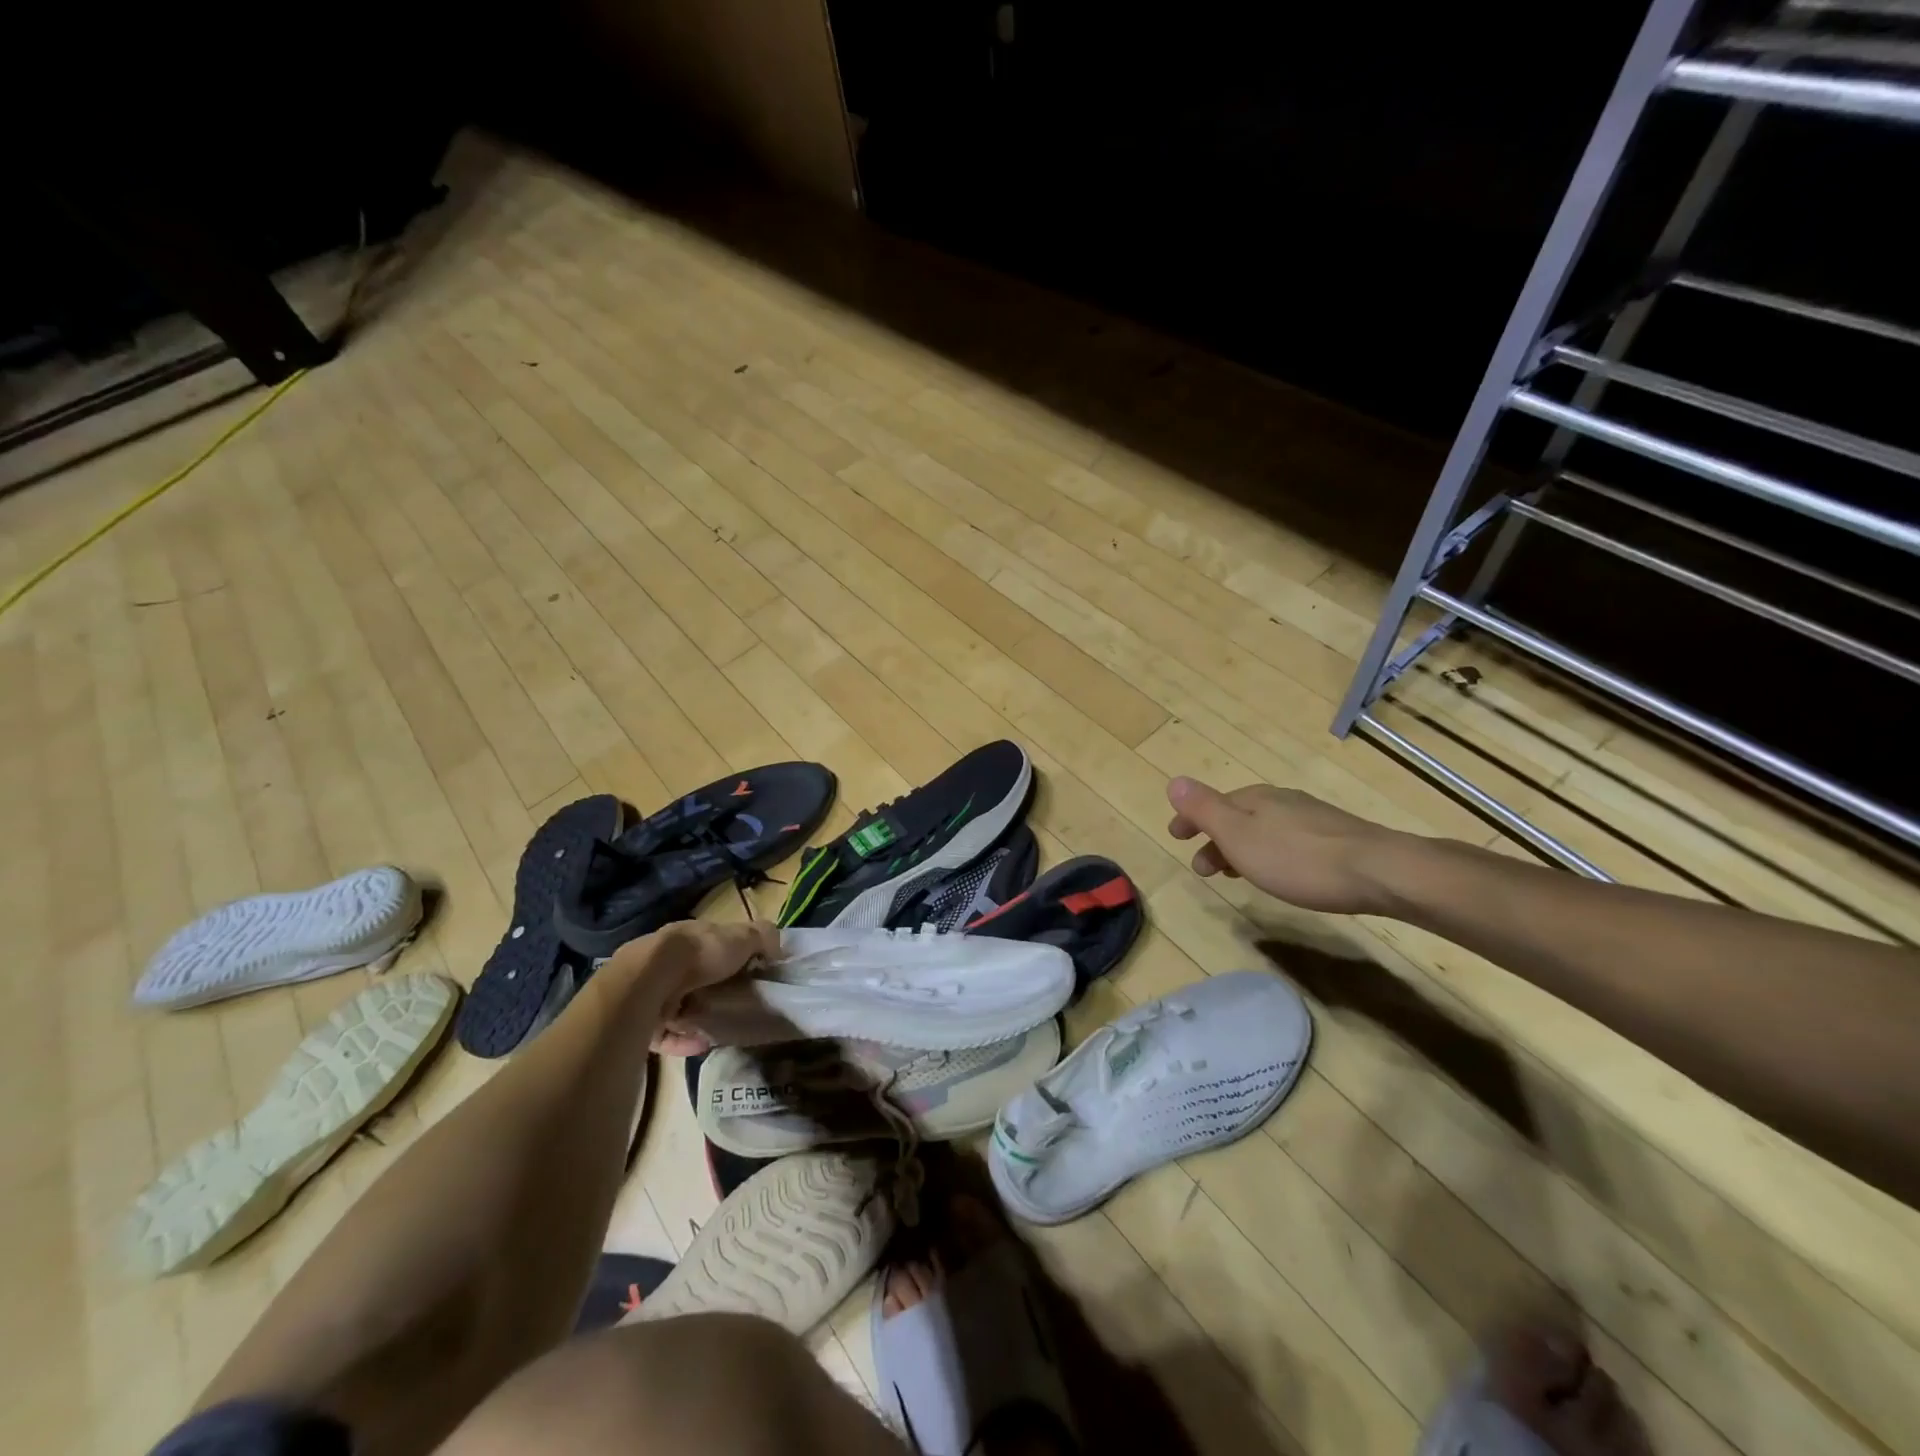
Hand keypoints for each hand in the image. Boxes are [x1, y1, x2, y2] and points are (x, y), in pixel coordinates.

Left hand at [602, 919, 776, 1055]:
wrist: (651, 979)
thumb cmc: (701, 952)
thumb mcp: (743, 936)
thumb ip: (763, 937)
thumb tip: (778, 948)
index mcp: (690, 937)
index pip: (712, 945)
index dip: (732, 958)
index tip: (751, 975)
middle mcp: (668, 961)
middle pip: (695, 976)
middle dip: (714, 990)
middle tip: (736, 1004)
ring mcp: (652, 990)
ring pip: (678, 1005)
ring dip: (698, 1017)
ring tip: (720, 1028)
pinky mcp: (642, 1020)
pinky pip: (667, 1034)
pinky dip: (684, 1041)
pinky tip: (702, 1044)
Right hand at [1166, 777, 1403, 915]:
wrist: (1379, 871)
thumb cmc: (1298, 858)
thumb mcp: (1239, 835)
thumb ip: (1205, 809)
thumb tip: (1174, 781)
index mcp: (1254, 798)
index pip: (1212, 802)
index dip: (1190, 819)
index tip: (1175, 837)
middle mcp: (1281, 801)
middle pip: (1237, 815)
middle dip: (1214, 838)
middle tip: (1203, 869)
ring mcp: (1310, 818)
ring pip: (1262, 828)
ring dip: (1240, 848)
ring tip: (1235, 874)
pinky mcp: (1334, 838)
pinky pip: (1285, 839)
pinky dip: (1267, 852)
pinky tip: (1279, 871)